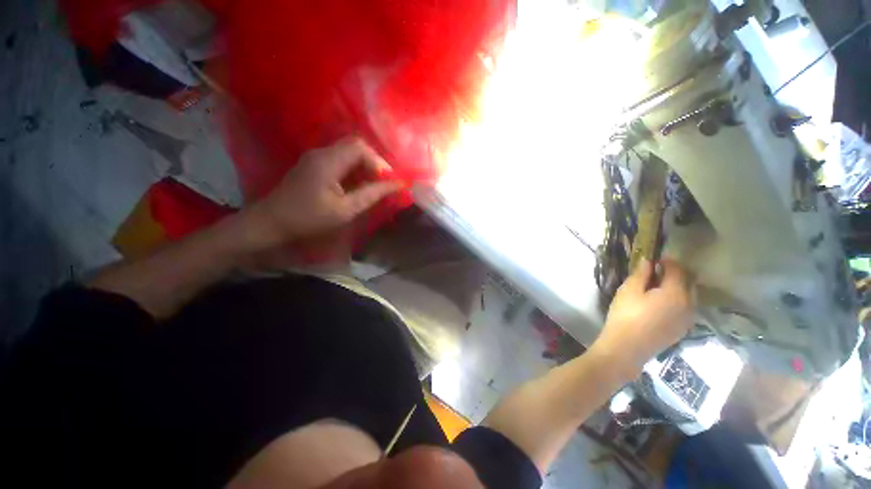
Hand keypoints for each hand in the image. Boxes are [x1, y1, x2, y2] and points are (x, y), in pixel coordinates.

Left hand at [243, 137, 401, 250]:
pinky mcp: (315, 164)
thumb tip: (397, 185)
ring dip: (366, 167)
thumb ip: (372, 194)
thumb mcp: (345, 210)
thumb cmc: (309, 218)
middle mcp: (322, 152)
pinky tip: (359, 186)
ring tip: (375, 186)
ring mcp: (317, 157)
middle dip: (375, 163)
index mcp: (328, 161)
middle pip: (356, 146)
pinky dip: (355, 170)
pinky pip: (341, 160)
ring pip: (349, 152)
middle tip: (384, 183)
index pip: (361, 148)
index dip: (379, 162)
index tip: (390, 182)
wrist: (271, 222)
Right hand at [593, 259, 693, 379]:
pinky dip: (678, 300)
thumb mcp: (629, 291)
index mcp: (677, 293)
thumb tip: (648, 260)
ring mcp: (689, 318)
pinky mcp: (683, 328)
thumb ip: (641, 274)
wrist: (627, 348)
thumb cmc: (625, 316)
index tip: (654, 259)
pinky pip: (687, 307)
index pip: (678, 270)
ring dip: (678, 287)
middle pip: (689, 281)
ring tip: (658, 287)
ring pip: (690, 295)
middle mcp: (690, 304)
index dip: (667, 261)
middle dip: (676, 273)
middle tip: (656, 272)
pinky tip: (661, 304)